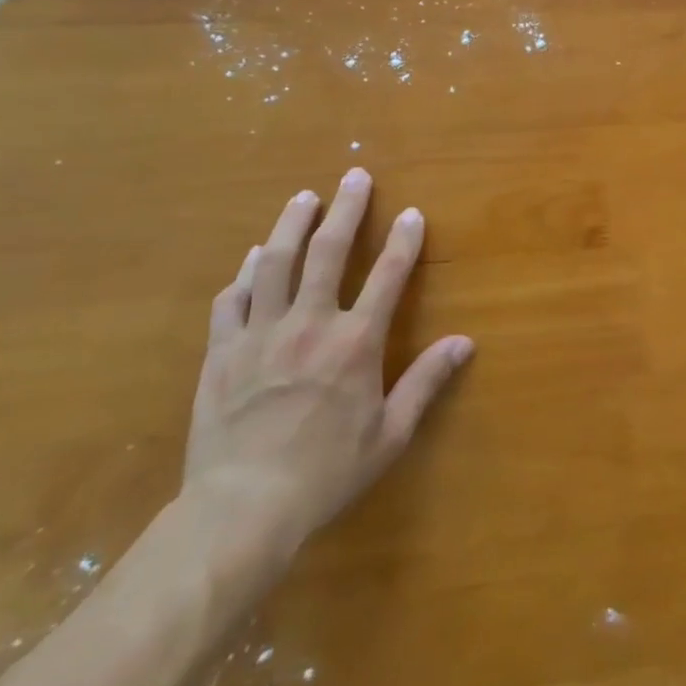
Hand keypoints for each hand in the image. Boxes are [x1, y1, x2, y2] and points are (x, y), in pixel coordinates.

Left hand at [183, 168, 473, 547]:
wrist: (241, 510)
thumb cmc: (326, 472)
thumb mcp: (391, 434)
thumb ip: (426, 381)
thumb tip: (464, 342)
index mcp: (355, 343)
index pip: (388, 276)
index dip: (404, 240)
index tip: (411, 213)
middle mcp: (309, 325)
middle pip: (329, 252)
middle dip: (346, 210)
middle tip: (354, 176)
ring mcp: (260, 335)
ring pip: (275, 264)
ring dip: (290, 226)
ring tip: (302, 199)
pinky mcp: (221, 353)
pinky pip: (232, 301)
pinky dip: (244, 275)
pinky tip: (252, 260)